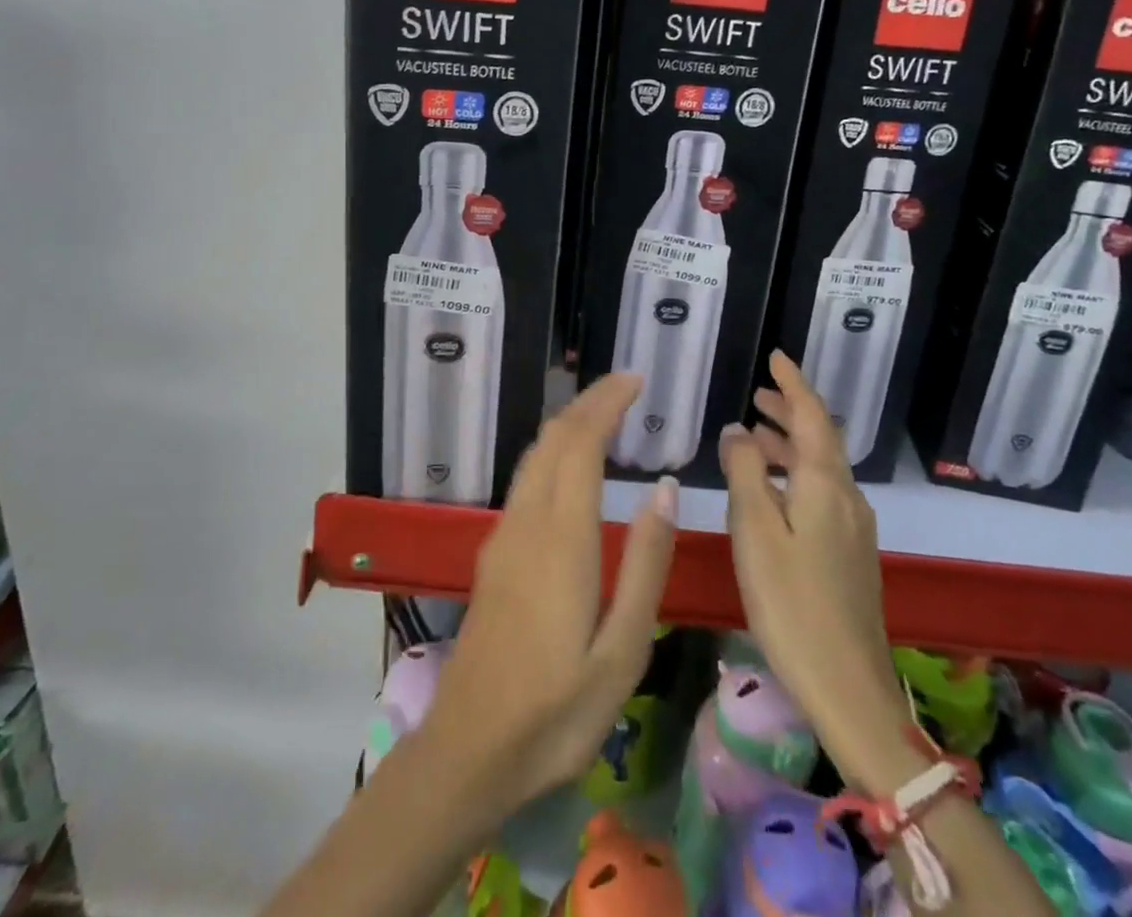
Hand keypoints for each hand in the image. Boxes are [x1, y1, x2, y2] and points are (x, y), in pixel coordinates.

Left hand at [418, 374, 678, 816]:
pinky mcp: (495, 554)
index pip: (580, 443)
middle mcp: (527, 522)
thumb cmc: (556, 711)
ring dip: (568, 424)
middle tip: (627, 388)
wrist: (468, 751)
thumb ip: (646, 564)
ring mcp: (504, 536)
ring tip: (606, 416)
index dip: (606, 402)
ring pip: (535, 455)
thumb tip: (663, 487)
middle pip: (553, 438)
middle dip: (588, 402)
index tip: (635, 380)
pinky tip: (573, 469)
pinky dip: (554, 452)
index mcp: (562, 538)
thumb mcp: (622, 650)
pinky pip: (526, 479)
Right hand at [719, 351, 914, 793]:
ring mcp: (854, 526)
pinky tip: (774, 489)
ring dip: (791, 443)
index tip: (776, 356)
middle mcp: (846, 496)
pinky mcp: (851, 553)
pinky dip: (797, 472)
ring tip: (756, 434)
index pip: (812, 415)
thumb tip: (736, 428)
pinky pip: (823, 491)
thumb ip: (744, 472)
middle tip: (759, 393)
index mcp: (824, 483)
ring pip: (821, 466)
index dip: (793, 383)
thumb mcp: (755, 531)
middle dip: (791, 410)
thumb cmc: (791, 603)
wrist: (850, 686)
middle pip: (821, 438)